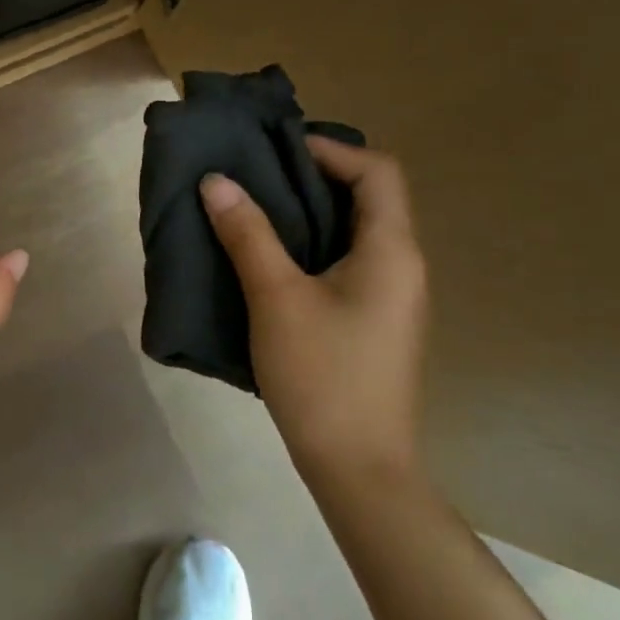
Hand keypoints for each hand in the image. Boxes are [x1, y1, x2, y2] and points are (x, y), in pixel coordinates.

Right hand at [200, 136, 427, 482]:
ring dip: (312, 212)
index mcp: (391, 251)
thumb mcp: (276, 297)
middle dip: (316, 176)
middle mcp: (402, 266)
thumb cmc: (322, 375)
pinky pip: (349, 262)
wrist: (359, 470)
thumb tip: (217, 181)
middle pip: (369, 197)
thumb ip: (248, 234)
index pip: (378, 172)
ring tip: (257, 208)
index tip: (278, 151)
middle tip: (259, 173)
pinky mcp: (374, 322)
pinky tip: (272, 260)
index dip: (332, 149)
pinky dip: (314, 245)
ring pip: (357, 232)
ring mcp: (392, 298)